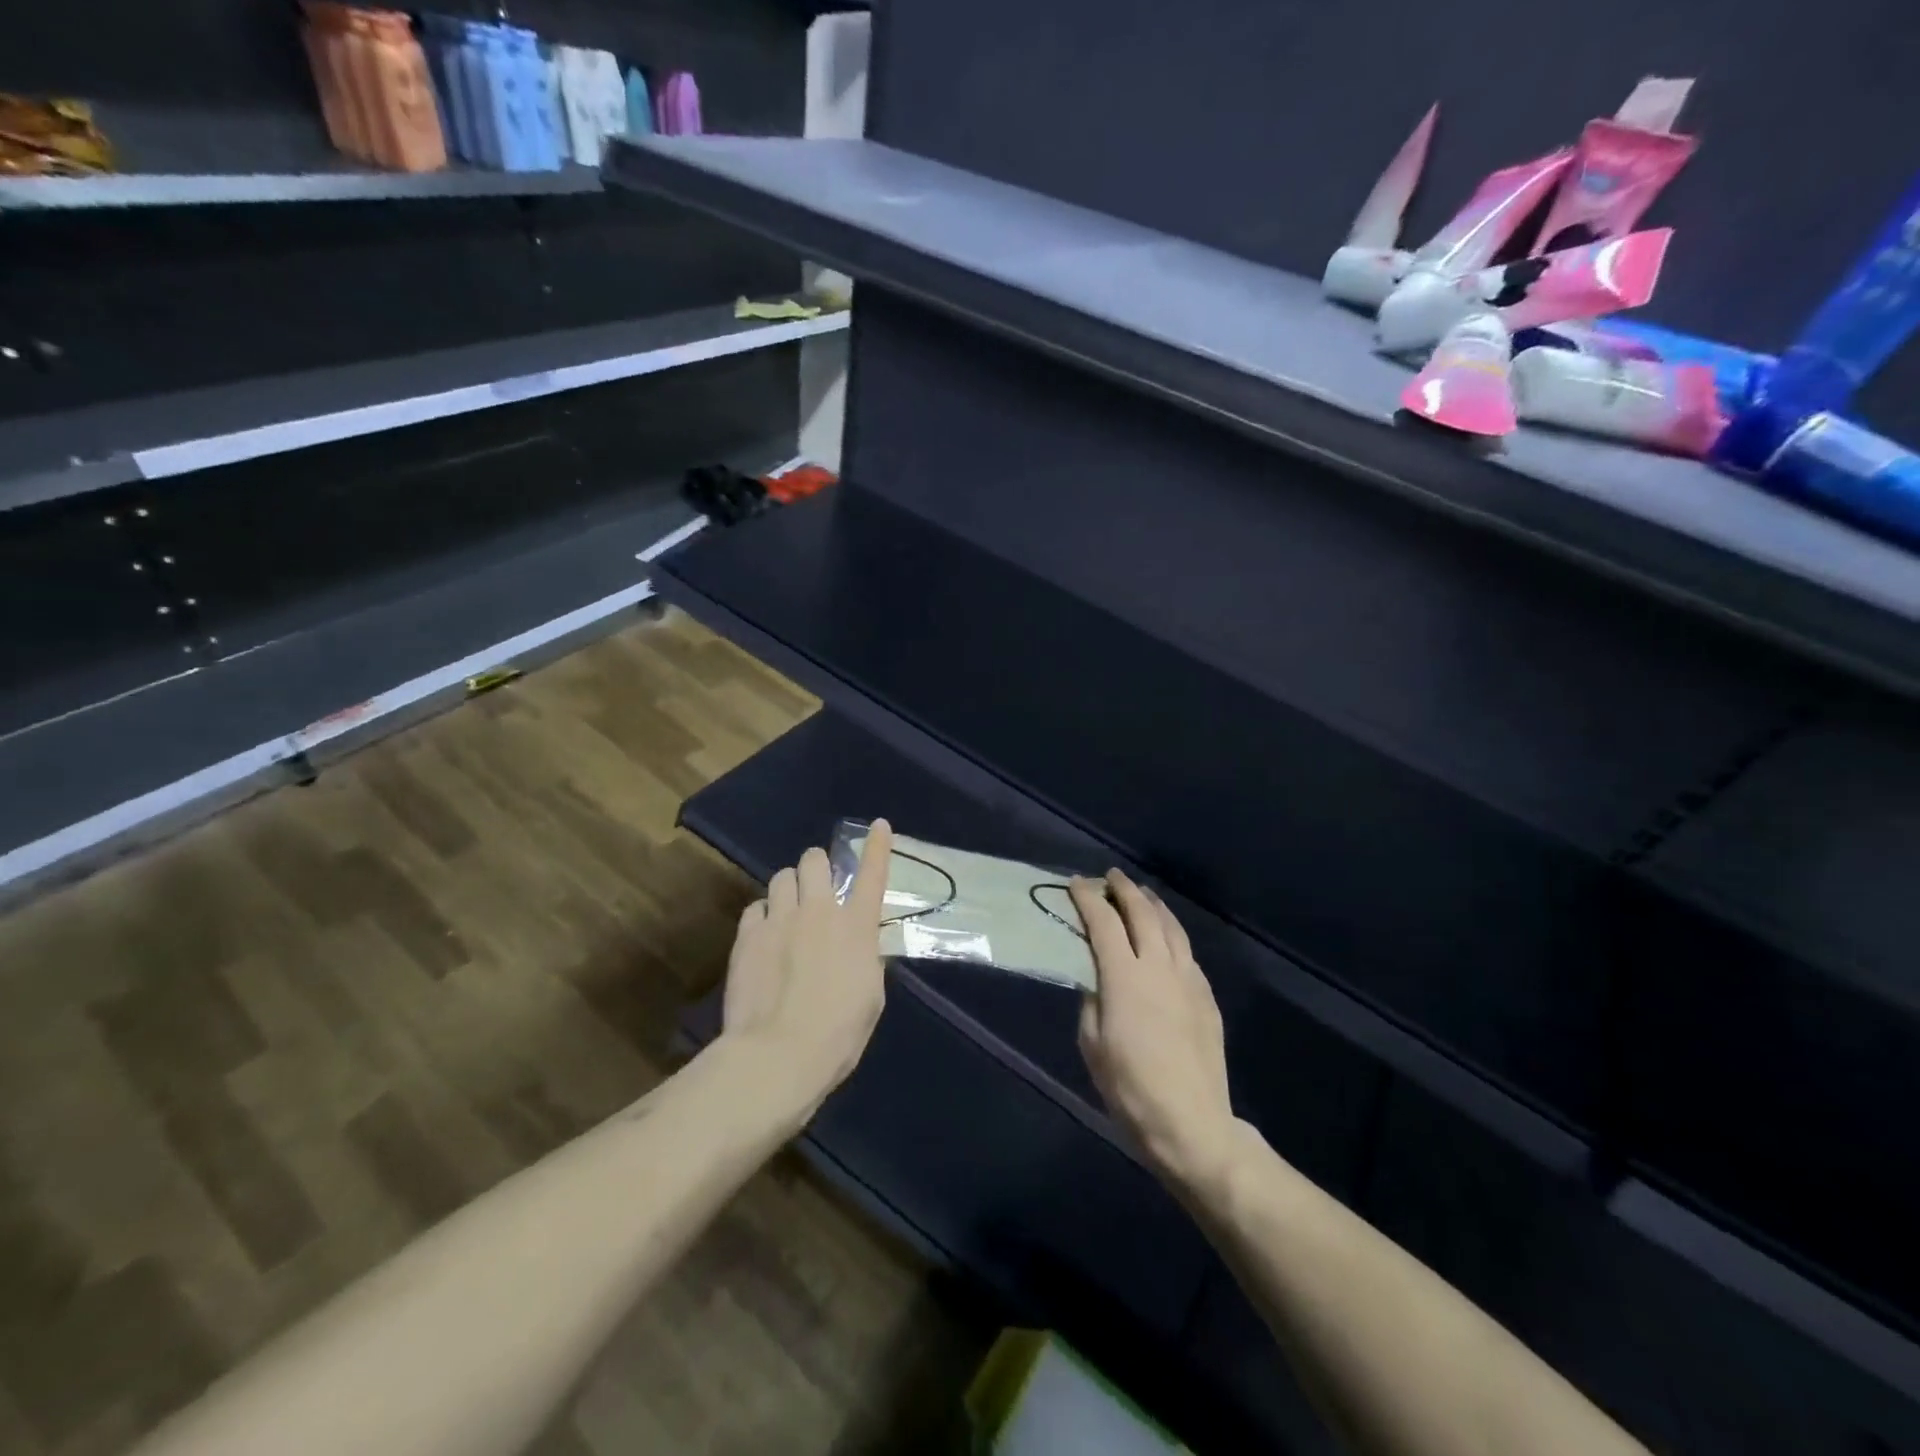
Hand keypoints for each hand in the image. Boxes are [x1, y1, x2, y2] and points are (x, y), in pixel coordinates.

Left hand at [721, 820, 894, 1116]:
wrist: (779, 1054)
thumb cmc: (838, 1035)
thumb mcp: (871, 997)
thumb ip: (866, 961)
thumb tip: (859, 947)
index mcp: (857, 927)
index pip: (873, 874)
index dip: (877, 846)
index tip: (878, 825)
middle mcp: (820, 911)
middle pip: (815, 860)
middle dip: (817, 867)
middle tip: (817, 887)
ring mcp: (780, 919)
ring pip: (782, 876)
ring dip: (790, 888)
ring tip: (788, 910)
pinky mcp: (748, 935)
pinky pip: (756, 907)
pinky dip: (764, 915)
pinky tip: (765, 935)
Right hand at [1070, 870, 1235, 1196]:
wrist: (1191, 1122)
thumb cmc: (1129, 1087)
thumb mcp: (1092, 1043)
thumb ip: (1091, 999)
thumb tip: (1096, 977)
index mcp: (1124, 976)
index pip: (1103, 922)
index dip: (1088, 898)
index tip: (1076, 884)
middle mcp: (1158, 966)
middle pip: (1142, 913)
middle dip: (1124, 889)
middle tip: (1110, 877)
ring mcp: (1188, 979)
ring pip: (1171, 927)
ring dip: (1153, 904)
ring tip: (1141, 894)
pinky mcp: (1206, 996)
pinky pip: (1186, 951)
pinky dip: (1171, 933)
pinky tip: (1166, 937)